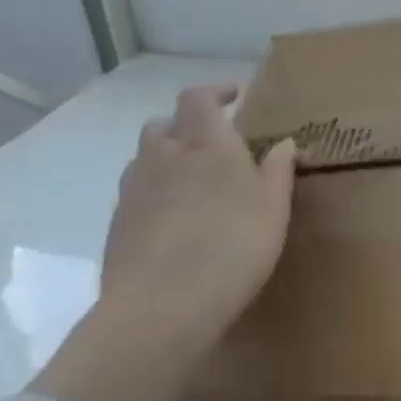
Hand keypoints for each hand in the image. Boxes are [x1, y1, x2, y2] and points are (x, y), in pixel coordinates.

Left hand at [101, 84, 296, 359]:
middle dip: (187, 126)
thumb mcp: (273, 209)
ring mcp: (134, 191)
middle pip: (165, 124)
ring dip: (166, 158)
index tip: (235, 96)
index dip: (215, 91)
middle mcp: (164, 157)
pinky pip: (136, 194)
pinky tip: (173, 222)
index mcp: (206, 144)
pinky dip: (154, 194)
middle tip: (213, 144)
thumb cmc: (231, 248)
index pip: (198, 97)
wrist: (160, 309)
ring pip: (145, 158)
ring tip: (191, 183)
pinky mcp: (116, 225)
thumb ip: (277, 171)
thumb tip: (283, 143)